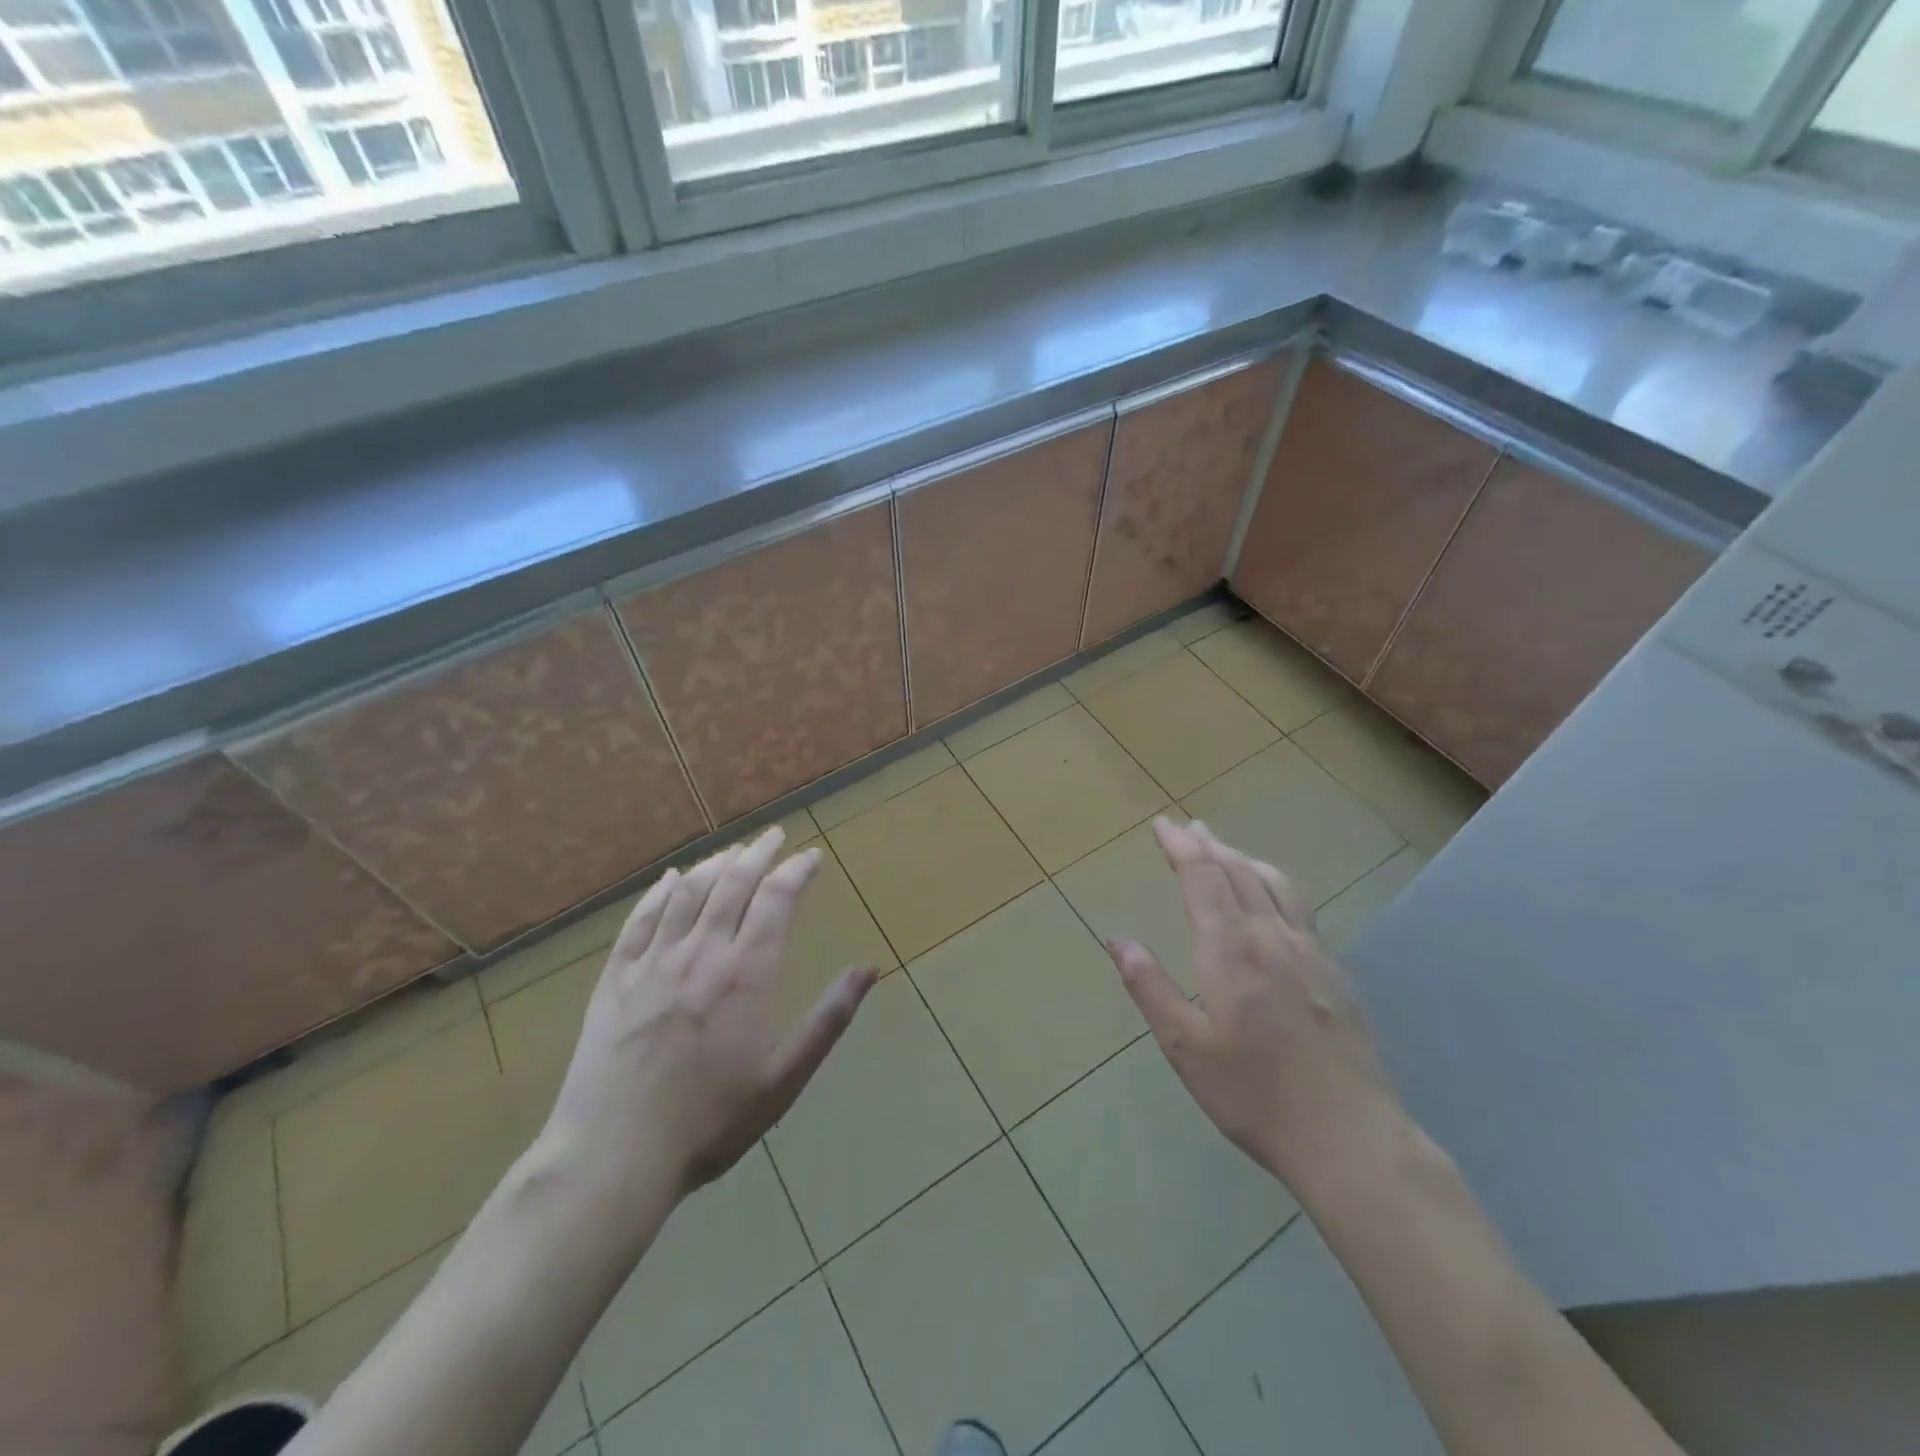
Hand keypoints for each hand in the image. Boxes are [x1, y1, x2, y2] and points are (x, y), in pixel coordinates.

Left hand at [546, 826, 876, 1200]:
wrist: (614, 1158)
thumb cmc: (710, 1123)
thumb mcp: (783, 1079)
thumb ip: (828, 1020)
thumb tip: (869, 970)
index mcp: (746, 975)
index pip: (776, 901)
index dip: (797, 871)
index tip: (812, 856)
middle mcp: (701, 954)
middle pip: (732, 885)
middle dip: (758, 854)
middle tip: (774, 835)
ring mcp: (652, 964)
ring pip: (687, 895)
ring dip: (714, 865)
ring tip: (732, 851)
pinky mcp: (614, 980)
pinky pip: (638, 922)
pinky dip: (658, 894)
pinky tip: (669, 880)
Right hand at [1104, 818, 1408, 1196]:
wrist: (1350, 1137)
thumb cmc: (1253, 1094)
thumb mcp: (1185, 1047)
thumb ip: (1150, 987)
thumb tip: (1118, 939)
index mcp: (1230, 948)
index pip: (1203, 876)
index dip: (1181, 846)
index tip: (1163, 825)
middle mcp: (1272, 936)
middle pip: (1239, 871)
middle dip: (1209, 844)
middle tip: (1189, 827)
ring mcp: (1311, 952)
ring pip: (1275, 884)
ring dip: (1245, 859)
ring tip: (1226, 851)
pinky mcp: (1336, 973)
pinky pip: (1299, 908)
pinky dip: (1274, 885)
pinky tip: (1272, 902)